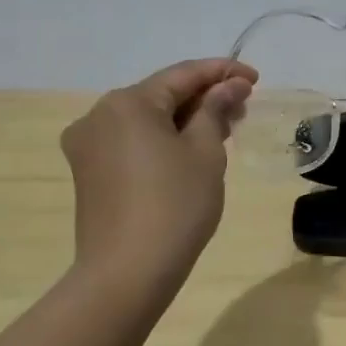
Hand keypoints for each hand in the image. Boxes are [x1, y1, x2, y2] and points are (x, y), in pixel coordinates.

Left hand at [60, 58, 255, 299]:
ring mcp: (88, 144)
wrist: (127, 272)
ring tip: (224, 128)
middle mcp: (99, 115)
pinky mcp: (89, 170)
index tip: (256, 78)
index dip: (223, 72)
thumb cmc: (175, 205)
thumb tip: (229, 86)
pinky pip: (133, 139)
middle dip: (204, 97)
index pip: (183, 74)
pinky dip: (164, 137)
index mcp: (128, 103)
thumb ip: (216, 109)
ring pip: (147, 117)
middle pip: (162, 93)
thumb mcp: (206, 151)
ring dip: (185, 118)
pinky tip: (192, 148)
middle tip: (244, 107)